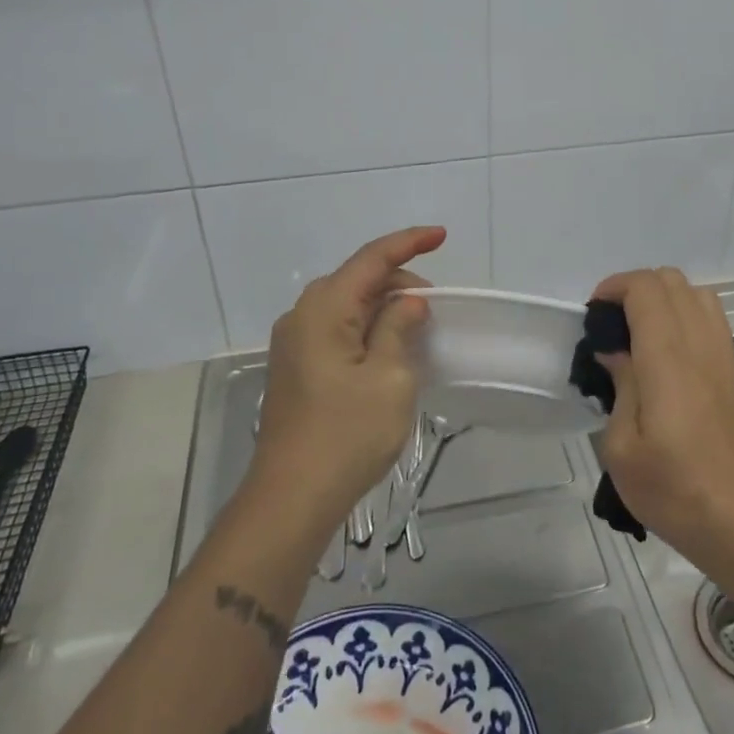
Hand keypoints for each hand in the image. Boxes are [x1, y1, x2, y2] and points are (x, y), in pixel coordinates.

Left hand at [247, 226, 444, 538]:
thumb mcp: (390, 377)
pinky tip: (388, 350)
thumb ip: (400, 327)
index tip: (442, 235)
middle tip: (435, 307)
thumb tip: (408, 302)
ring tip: (417, 328)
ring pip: (346, 305)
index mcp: (324, 309)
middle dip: (398, 281)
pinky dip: (366, 328)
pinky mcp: (295, 368)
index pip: (372, 259)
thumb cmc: (347, 434)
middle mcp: (302, 316)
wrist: (291, 498)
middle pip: (357, 279)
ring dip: (383, 307)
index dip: (409, 242)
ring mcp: (294, 343)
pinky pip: (336, 329)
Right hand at [590, 268, 733, 577]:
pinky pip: (711, 320)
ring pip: (697, 294)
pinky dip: (685, 317)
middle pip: (672, 280)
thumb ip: (620, 385)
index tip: (593, 316)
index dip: (614, 287)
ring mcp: (725, 356)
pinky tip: (668, 357)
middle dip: (635, 289)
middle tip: (611, 326)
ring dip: (664, 300)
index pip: (646, 288)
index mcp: (668, 358)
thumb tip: (616, 352)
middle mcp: (701, 344)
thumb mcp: (622, 448)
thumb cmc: (675, 490)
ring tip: (640, 336)